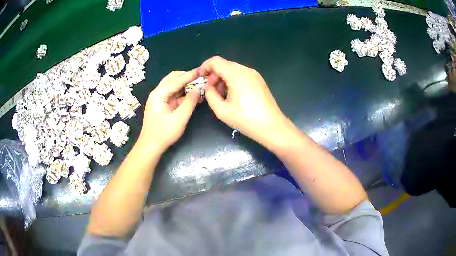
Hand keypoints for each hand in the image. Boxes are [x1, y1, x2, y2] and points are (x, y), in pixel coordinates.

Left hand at [139, 70, 200, 151]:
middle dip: (186, 77)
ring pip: (172, 85)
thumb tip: (198, 89)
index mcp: (159, 94)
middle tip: (200, 77)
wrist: (150, 146)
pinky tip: (191, 95)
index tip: (202, 71)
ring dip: (184, 84)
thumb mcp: (180, 118)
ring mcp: (158, 98)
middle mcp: (157, 93)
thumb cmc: (164, 133)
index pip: (176, 80)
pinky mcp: (160, 104)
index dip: (190, 75)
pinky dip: (182, 93)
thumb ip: (190, 102)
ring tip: (197, 85)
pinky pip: (172, 94)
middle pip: (172, 78)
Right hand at [201, 56, 290, 147]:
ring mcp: (254, 75)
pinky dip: (232, 80)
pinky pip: (241, 75)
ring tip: (220, 95)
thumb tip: (207, 87)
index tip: (200, 78)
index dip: (205, 67)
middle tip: (210, 90)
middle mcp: (246, 70)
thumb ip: (210, 95)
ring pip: (233, 69)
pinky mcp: (259, 81)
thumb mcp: (222, 110)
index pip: (216, 61)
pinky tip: (232, 95)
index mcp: (236, 74)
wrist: (271, 126)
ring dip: (223, 78)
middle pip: (225, 64)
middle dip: (214, 74)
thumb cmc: (246, 119)